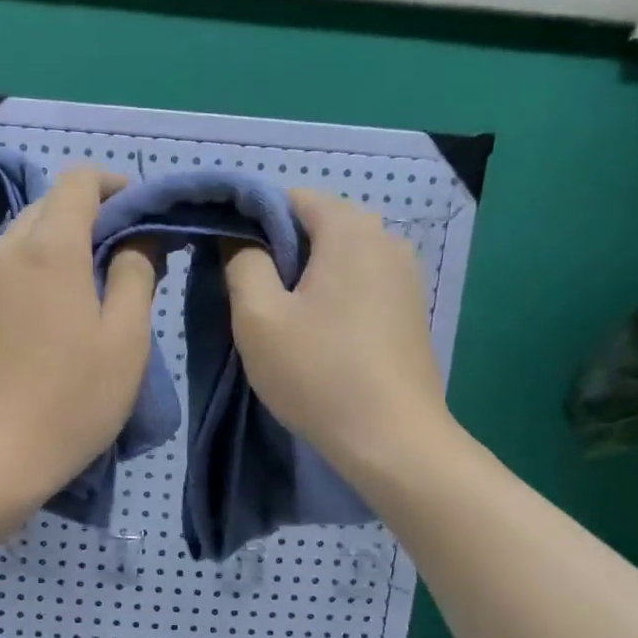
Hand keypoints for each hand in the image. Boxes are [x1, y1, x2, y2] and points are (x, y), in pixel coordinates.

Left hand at [0, 168, 157, 538]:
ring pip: (23, 237)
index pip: (78, 180)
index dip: (114, 185)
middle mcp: (5, 250)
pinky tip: (51, 314)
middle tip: (124, 255)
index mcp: (49, 248)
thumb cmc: (71, 401)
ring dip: (60, 245)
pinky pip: (5, 269)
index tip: (141, 213)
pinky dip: (34, 271)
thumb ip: (137, 275)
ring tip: (90, 286)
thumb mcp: (125, 341)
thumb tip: (139, 238)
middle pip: (48, 205)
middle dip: (89, 215)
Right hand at [224, 190, 455, 485]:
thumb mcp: (258, 317)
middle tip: (248, 297)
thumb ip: (241, 262)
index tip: (227, 260)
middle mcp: (386, 238)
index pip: (289, 198)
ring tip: (280, 321)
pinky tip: (317, 337)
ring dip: (303, 278)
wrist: (392, 440)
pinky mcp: (410, 309)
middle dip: (277, 252)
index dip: (250, 221)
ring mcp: (405, 275)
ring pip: (338, 258)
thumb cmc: (318, 373)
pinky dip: (331, 297)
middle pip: (316, 226)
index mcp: (350, 228)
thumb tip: (239, 237)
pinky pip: (359, 284)